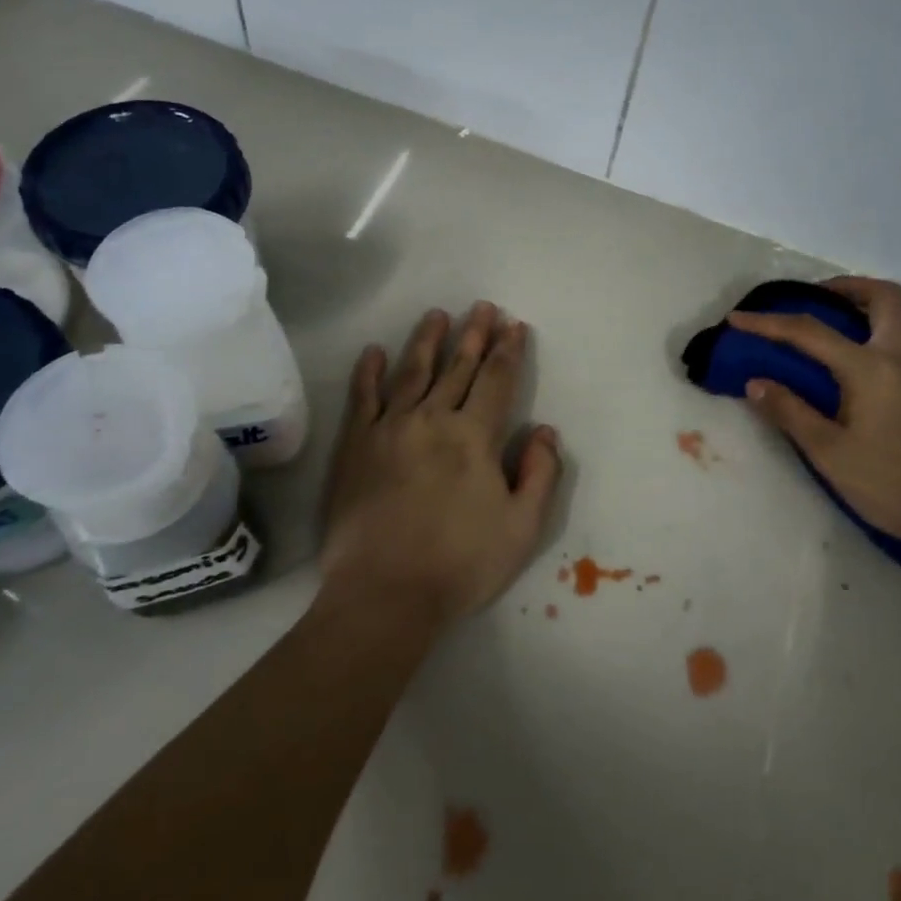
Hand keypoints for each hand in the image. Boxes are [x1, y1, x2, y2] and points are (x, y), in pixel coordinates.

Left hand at [320, 302, 562, 627]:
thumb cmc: (461, 564)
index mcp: (475, 437)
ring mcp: (389, 429)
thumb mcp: (523, 527)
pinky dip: (369, 373)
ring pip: (412, 372)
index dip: (508, 351)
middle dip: (474, 335)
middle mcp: (432, 420)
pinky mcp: (355, 446)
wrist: (385, 594)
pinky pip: (363, 399)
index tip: (514, 325)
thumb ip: (541, 474)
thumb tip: (545, 430)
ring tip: (438, 314)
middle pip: (457, 368)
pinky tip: (374, 351)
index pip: (496, 381)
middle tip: (483, 307)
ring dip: (427, 340)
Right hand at [729, 277, 900, 551]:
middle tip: (825, 298)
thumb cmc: (891, 485)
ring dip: (888, 317)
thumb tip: (754, 383)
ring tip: (867, 336)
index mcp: (871, 368)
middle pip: (885, 295)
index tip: (739, 318)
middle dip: (849, 287)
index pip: (809, 332)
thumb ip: (790, 412)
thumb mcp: (829, 454)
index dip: (768, 323)